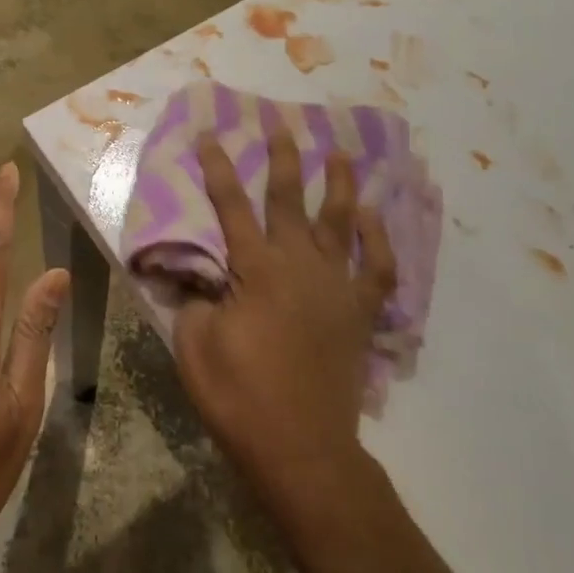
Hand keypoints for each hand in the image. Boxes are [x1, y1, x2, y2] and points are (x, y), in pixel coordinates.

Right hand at [173, 131, 397, 503]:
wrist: (301, 447)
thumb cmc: (240, 396)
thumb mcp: (195, 345)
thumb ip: (194, 298)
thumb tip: (193, 271)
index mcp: (256, 269)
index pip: (231, 205)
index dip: (218, 168)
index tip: (211, 134)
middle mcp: (300, 265)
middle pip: (289, 200)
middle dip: (283, 159)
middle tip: (282, 125)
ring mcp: (337, 286)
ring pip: (341, 222)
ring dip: (340, 184)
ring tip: (341, 153)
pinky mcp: (360, 312)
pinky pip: (379, 268)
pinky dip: (379, 240)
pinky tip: (374, 217)